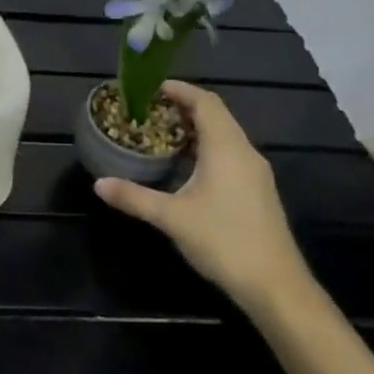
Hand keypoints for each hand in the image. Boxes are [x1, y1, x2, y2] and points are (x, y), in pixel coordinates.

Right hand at [92, 80, 315, 312]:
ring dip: (195, 128)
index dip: (179, 90)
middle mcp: (244, 152)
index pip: (205, 102)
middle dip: (183, 107)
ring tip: (161, 133)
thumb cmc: (223, 241)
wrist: (275, 285)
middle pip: (215, 114)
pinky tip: (185, 165)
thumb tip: (98, 183)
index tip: (150, 88)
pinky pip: (229, 153)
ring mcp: (255, 172)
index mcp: (226, 148)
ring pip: (224, 135)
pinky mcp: (257, 190)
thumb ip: (134, 197)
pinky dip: (206, 147)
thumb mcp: (171, 217)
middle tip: (149, 110)